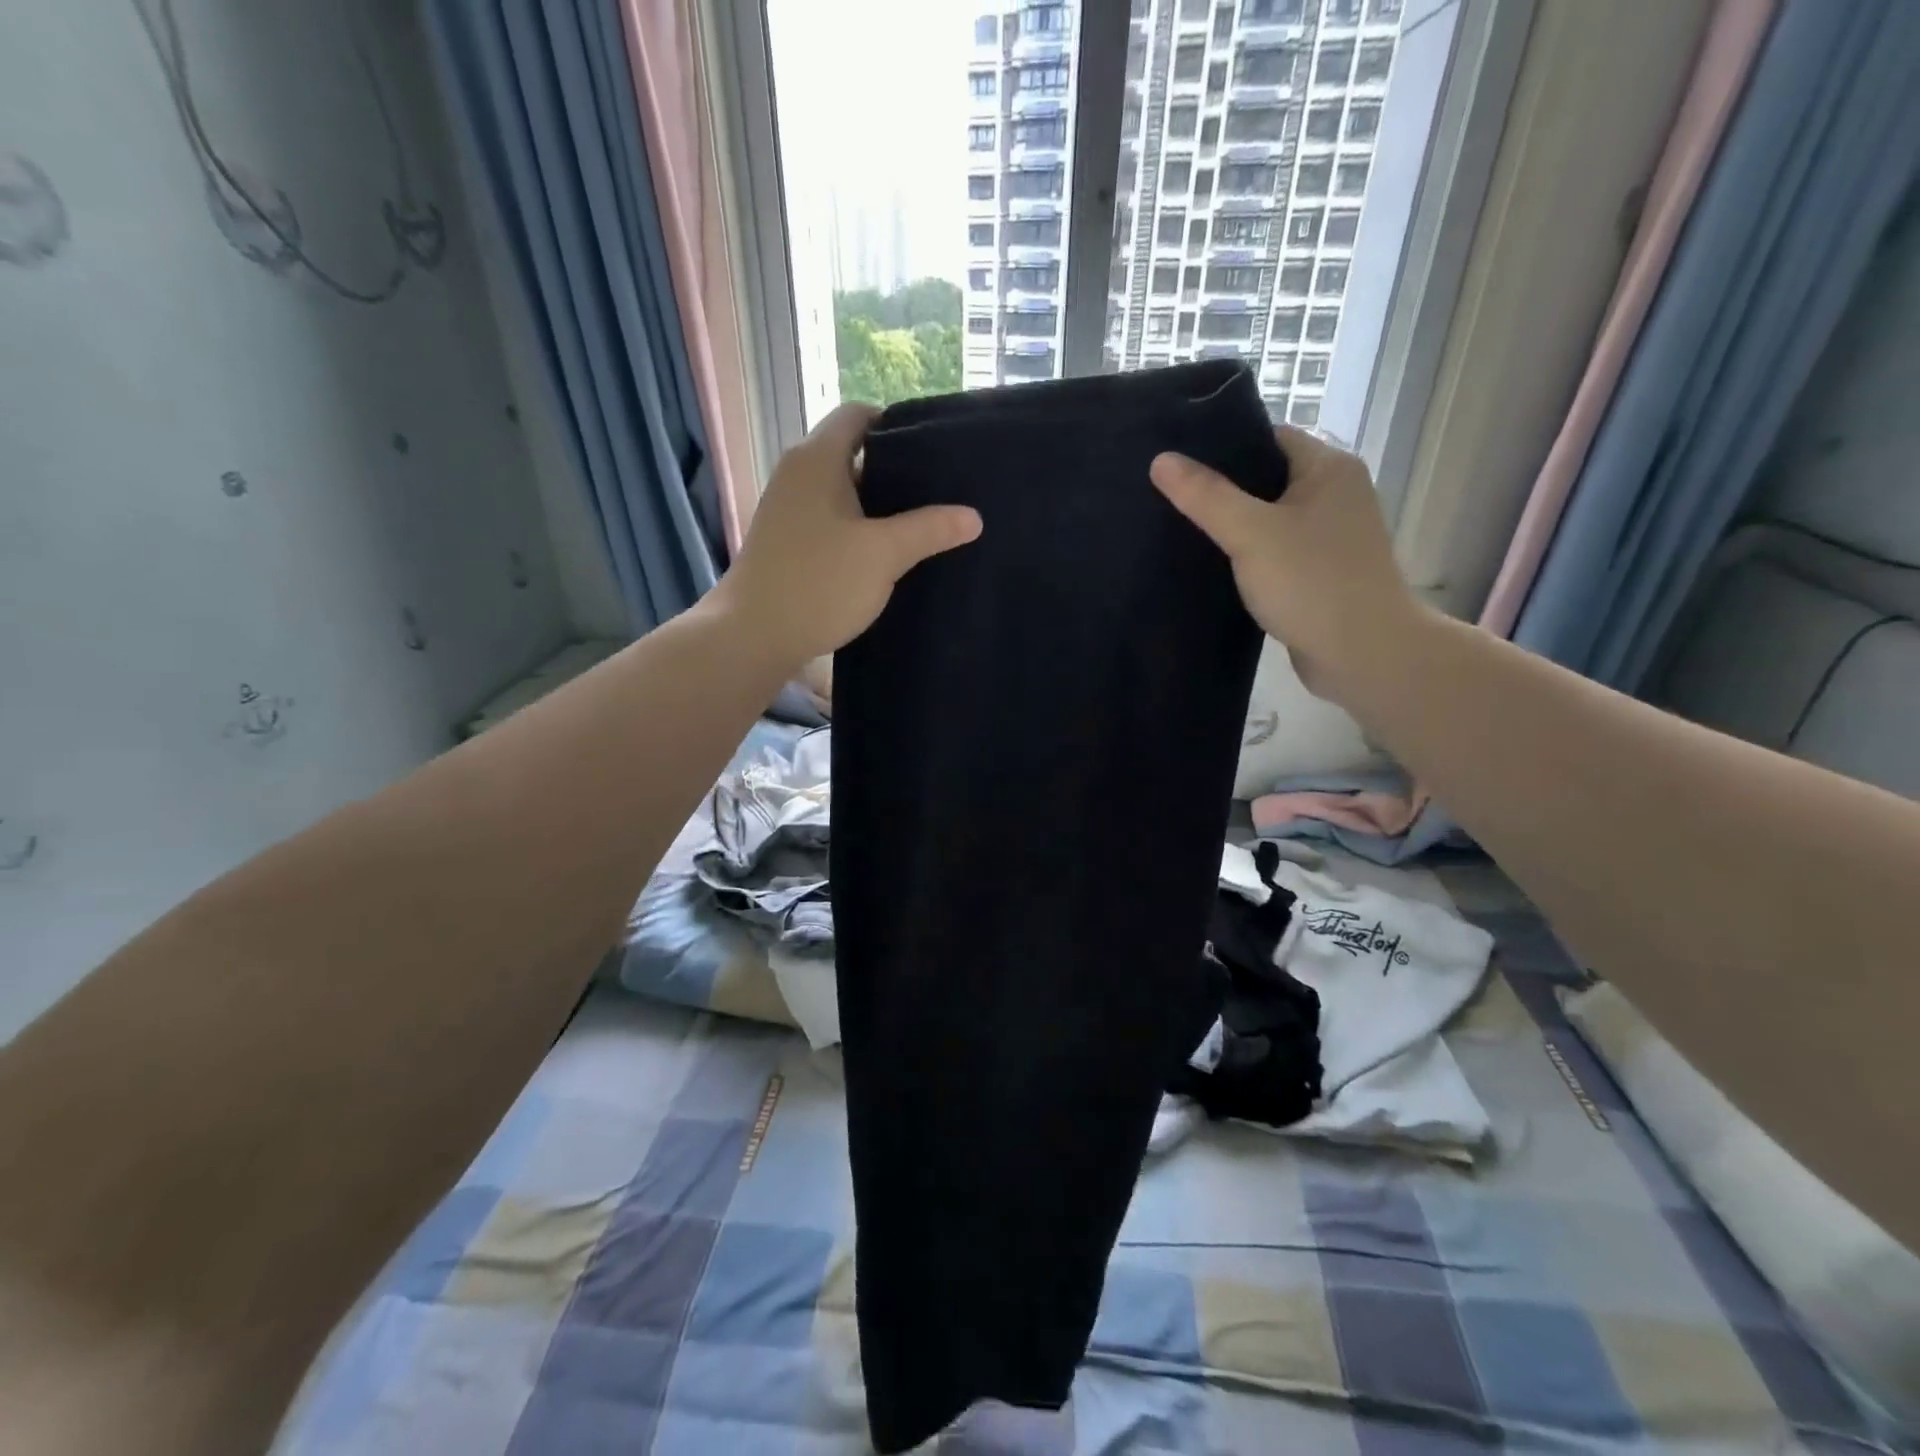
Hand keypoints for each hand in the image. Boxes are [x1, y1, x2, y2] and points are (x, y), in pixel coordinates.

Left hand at [715, 403, 982, 665]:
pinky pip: (828, 520)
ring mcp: (787, 509)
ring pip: (841, 492)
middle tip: (937, 492)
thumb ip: (930, 529)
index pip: (858, 415)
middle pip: (852, 454)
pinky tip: (883, 555)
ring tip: (920, 524)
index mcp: (818, 458)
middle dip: (894, 471)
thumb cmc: (819, 583)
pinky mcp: (784, 541)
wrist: (754, 635)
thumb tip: (973, 516)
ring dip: (876, 505)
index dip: (896, 425)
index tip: (932, 451)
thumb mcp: (884, 555)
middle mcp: (797, 473)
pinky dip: (855, 528)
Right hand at [1150, 427, 1421, 705]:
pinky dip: (1246, 559)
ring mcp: (1329, 538)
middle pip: (1266, 480)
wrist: (1364, 655)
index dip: (1222, 446)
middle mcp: (1335, 495)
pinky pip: (1273, 554)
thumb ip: (1206, 496)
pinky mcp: (1319, 575)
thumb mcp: (1251, 533)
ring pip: (1268, 521)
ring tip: (1178, 531)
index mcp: (1328, 468)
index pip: (1268, 438)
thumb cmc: (1312, 582)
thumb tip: (1161, 460)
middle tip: (1166, 498)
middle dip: (1220, 490)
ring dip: (1231, 529)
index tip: (1176, 461)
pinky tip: (1210, 569)